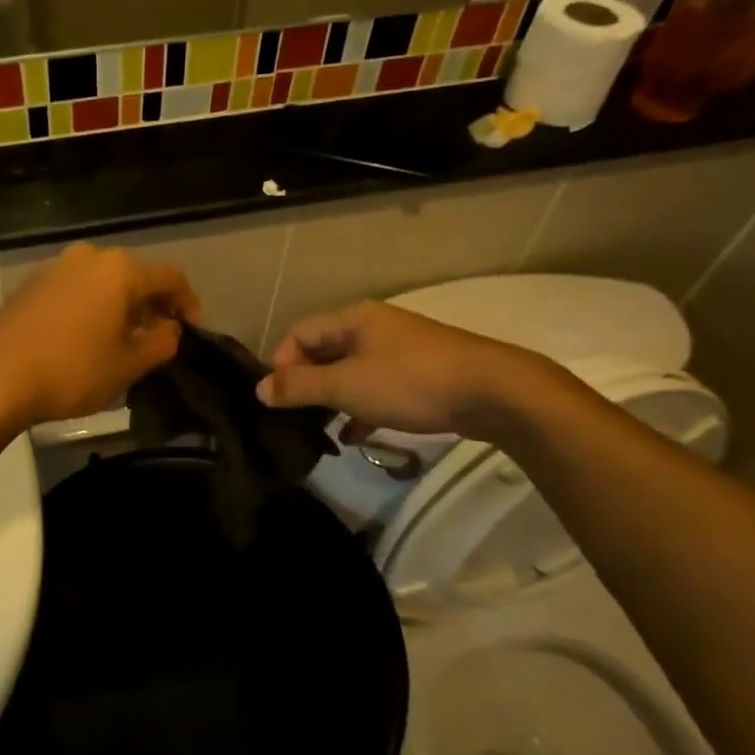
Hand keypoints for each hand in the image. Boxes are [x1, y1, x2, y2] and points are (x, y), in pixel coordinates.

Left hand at [0, 243, 199, 428]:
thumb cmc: (72, 370)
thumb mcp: (129, 364)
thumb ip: (162, 342)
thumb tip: (170, 329)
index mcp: (118, 269)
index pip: (169, 277)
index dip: (188, 303)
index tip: (194, 330)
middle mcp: (88, 256)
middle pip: (134, 275)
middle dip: (152, 304)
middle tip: (160, 336)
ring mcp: (55, 267)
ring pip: (103, 281)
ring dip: (121, 305)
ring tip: (125, 338)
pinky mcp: (32, 283)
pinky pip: (76, 288)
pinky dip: (92, 306)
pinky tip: (89, 335)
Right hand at [256, 300, 550, 441]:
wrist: (495, 392)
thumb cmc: (411, 382)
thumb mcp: (347, 386)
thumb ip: (300, 387)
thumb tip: (260, 389)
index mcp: (352, 319)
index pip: (299, 333)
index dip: (281, 363)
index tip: (278, 398)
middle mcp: (373, 328)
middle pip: (324, 351)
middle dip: (306, 383)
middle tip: (296, 416)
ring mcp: (400, 350)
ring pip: (350, 372)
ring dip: (332, 399)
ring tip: (321, 430)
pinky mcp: (421, 374)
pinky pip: (377, 387)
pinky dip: (361, 407)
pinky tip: (355, 435)